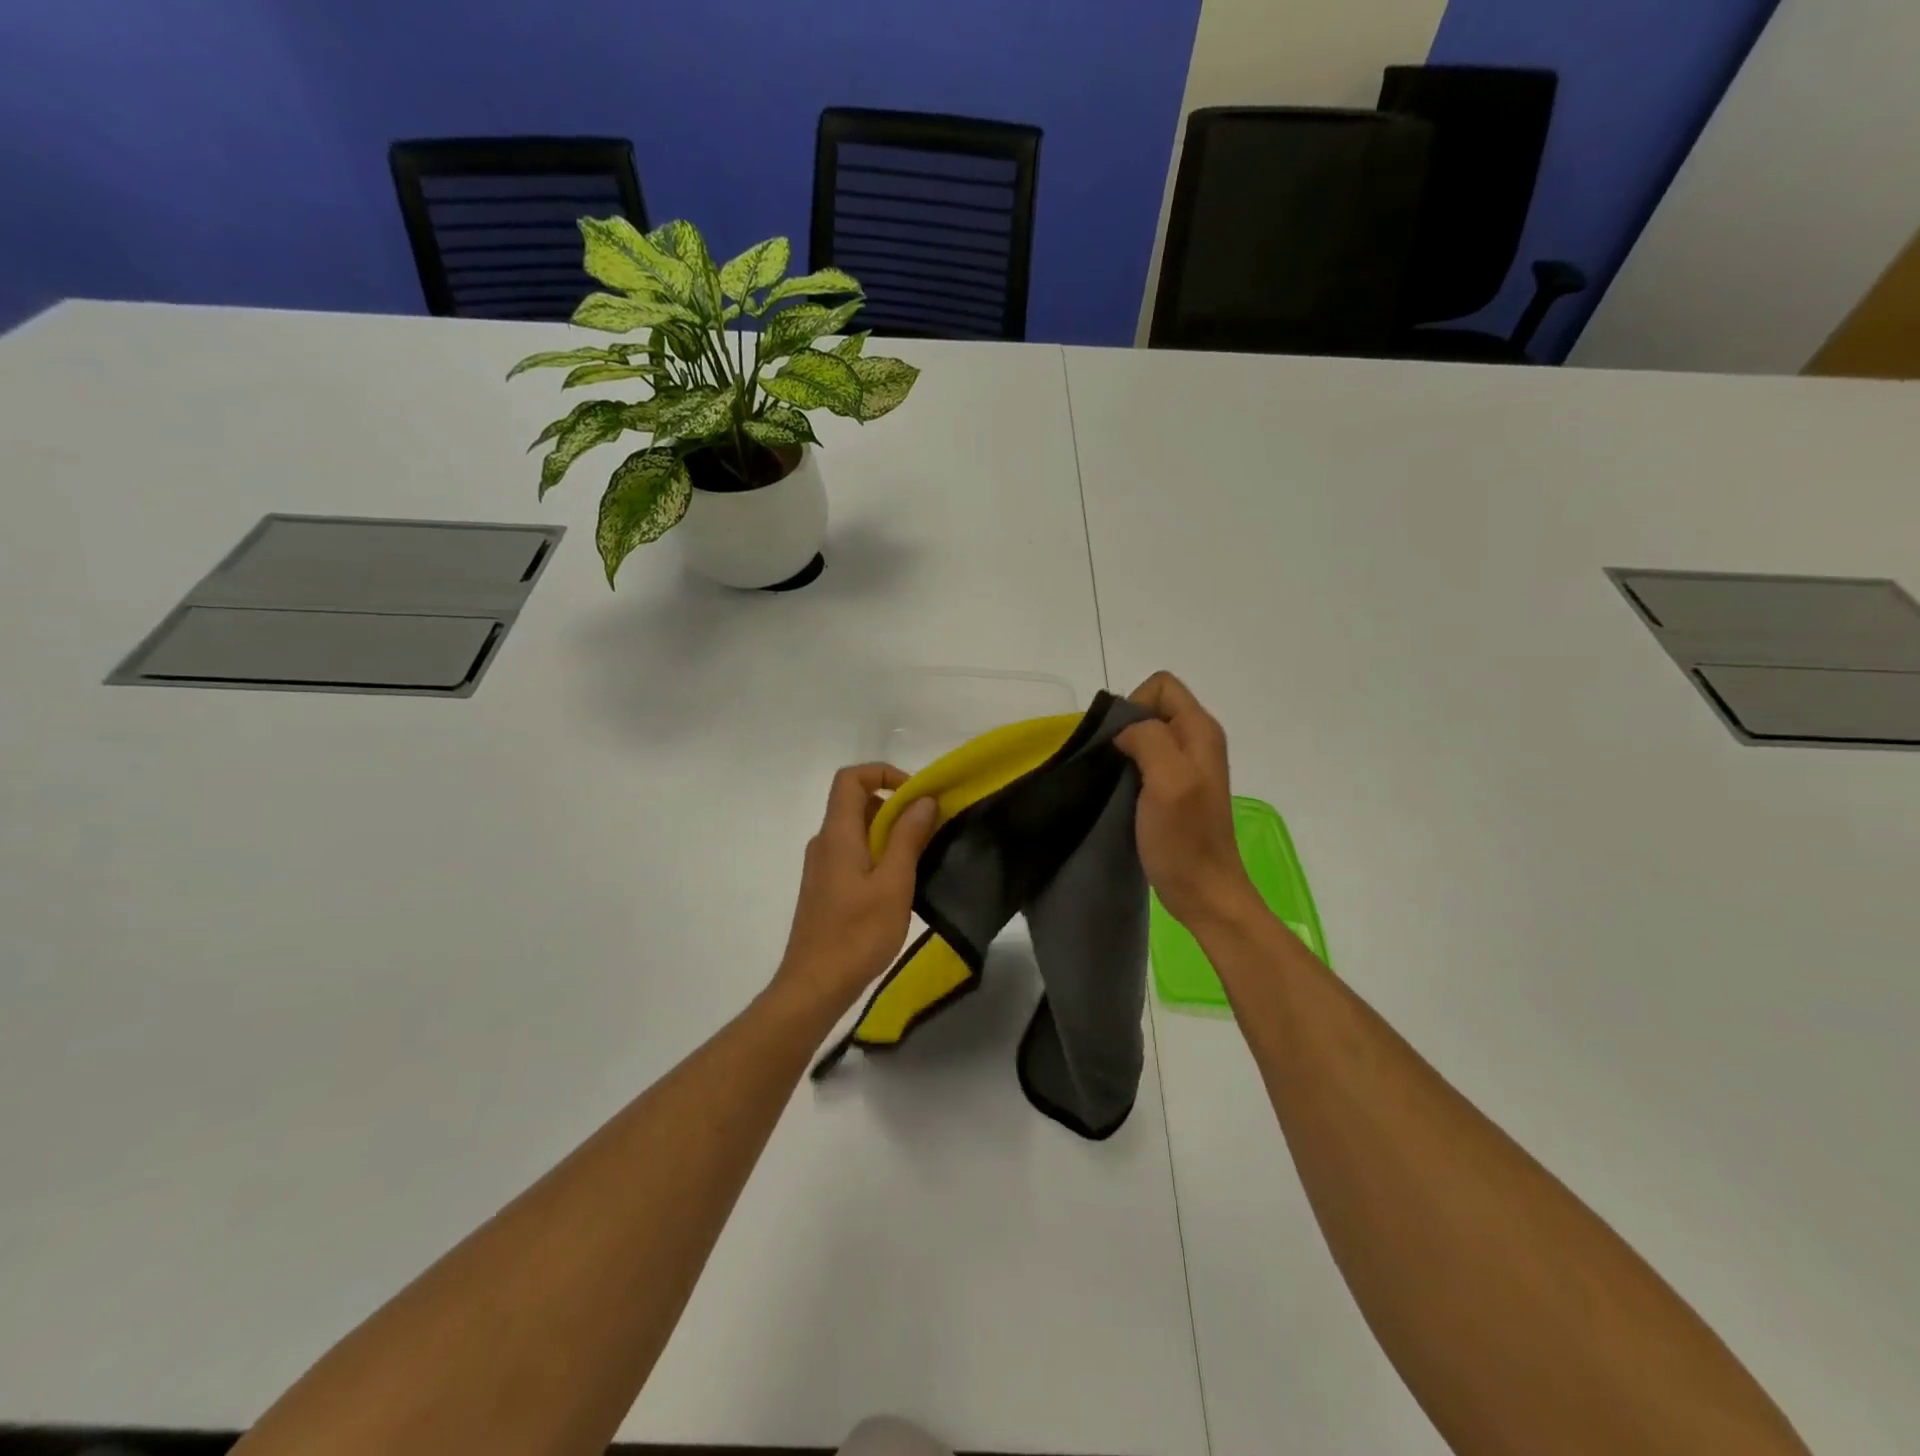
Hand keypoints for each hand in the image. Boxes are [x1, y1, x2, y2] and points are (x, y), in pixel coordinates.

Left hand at [772, 764, 940, 1018]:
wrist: (814, 986)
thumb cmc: (857, 934)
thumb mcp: (894, 883)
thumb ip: (907, 837)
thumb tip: (923, 799)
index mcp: (837, 834)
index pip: (850, 778)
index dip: (883, 774)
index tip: (916, 795)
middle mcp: (824, 842)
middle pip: (856, 802)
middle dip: (894, 806)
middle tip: (929, 828)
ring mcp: (822, 866)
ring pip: (857, 830)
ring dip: (889, 832)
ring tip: (920, 857)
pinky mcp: (825, 888)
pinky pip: (853, 853)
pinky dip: (878, 853)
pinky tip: (899, 884)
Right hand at [1115, 672, 1256, 928]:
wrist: (1203, 891)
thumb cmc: (1185, 838)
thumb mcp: (1168, 780)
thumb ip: (1148, 739)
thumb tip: (1123, 731)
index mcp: (1200, 730)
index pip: (1161, 685)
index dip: (1135, 705)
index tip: (1123, 743)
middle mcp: (1196, 741)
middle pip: (1151, 708)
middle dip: (1126, 728)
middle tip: (1115, 765)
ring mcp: (1186, 766)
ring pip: (1145, 735)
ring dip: (1124, 752)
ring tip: (1115, 781)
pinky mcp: (1173, 789)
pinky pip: (1144, 761)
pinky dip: (1128, 770)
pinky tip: (1121, 794)